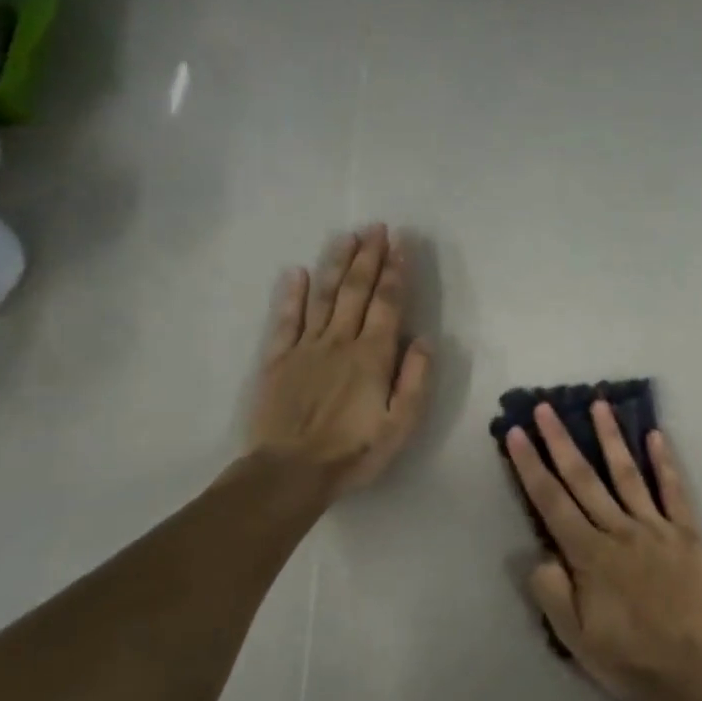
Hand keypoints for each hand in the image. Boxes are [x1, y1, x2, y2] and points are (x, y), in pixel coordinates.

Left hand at [246, 225, 431, 497]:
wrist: (290, 472)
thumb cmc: (354, 452)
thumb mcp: (401, 425)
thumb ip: (415, 380)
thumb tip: (424, 340)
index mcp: (372, 356)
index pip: (388, 304)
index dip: (396, 272)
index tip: (401, 243)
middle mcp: (340, 341)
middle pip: (356, 290)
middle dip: (369, 257)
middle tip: (377, 228)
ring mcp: (305, 347)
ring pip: (323, 296)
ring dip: (336, 264)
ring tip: (347, 237)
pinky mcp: (277, 359)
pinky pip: (285, 319)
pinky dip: (290, 294)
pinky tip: (295, 271)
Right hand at [505, 400, 701, 700]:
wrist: (697, 672)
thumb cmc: (631, 660)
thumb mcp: (575, 639)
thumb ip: (552, 593)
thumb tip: (539, 553)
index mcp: (590, 555)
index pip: (551, 502)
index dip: (530, 466)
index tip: (517, 433)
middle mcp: (620, 531)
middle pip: (584, 479)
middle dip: (561, 441)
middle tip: (546, 407)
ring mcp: (657, 528)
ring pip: (627, 474)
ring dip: (611, 438)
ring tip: (599, 405)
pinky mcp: (688, 534)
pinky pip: (674, 491)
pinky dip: (664, 463)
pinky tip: (657, 436)